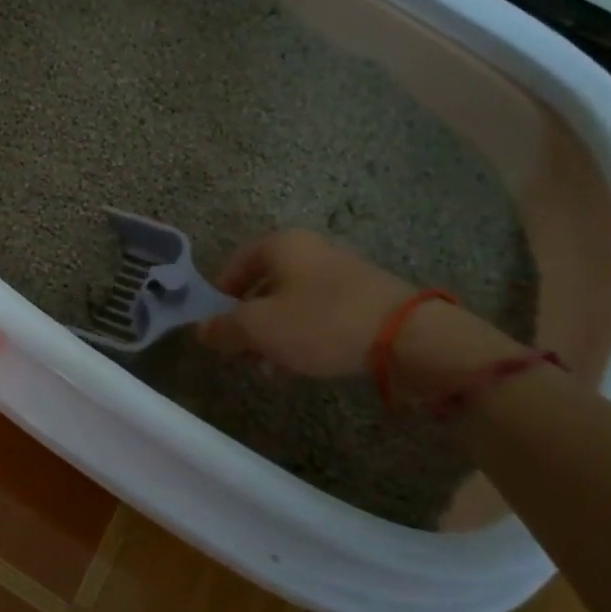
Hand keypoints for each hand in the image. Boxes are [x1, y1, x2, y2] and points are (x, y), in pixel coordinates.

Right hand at [197, 230, 416, 377]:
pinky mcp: (366, 298)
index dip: (220, 294)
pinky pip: (321, 313)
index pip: (236, 262)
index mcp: (282, 244)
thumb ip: (225, 329)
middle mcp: (311, 250)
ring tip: (272, 367)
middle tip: (243, 351)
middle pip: (265, 283)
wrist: (408, 337)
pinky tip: (305, 363)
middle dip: (249, 320)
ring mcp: (342, 272)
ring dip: (276, 332)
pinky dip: (306, 334)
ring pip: (293, 301)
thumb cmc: (321, 322)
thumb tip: (202, 330)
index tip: (215, 325)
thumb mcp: (260, 328)